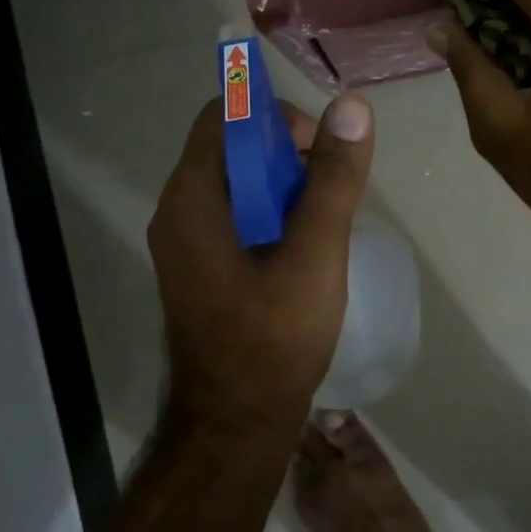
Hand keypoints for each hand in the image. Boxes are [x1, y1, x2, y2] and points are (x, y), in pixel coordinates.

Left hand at [148, 93, 375, 437]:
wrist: (237, 425)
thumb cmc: (274, 339)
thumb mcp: (315, 254)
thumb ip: (333, 179)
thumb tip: (352, 106)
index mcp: (192, 199)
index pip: (224, 116)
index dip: (275, 117)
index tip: (320, 149)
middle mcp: (178, 212)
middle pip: (231, 148)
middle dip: (286, 154)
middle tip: (330, 189)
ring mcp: (187, 243)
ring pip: (237, 183)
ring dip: (283, 185)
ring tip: (324, 219)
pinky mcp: (202, 267)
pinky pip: (235, 216)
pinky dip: (271, 213)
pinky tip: (305, 244)